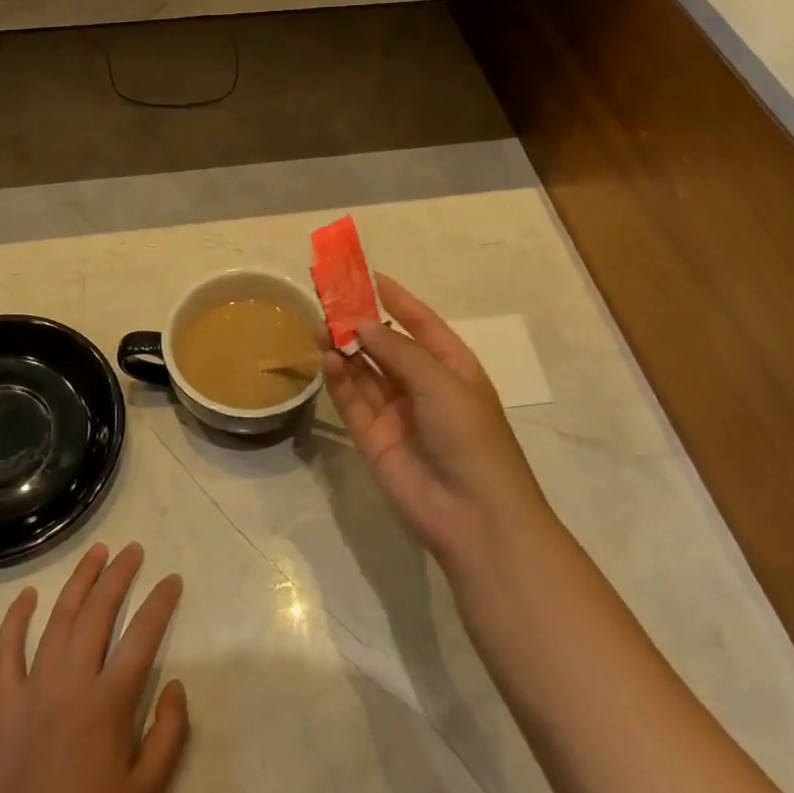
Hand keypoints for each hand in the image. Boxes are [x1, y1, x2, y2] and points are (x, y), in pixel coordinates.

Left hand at [0, 543, 189, 792]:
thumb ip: (169, 736)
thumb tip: (176, 685)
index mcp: (107, 704)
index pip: (141, 636)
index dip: (160, 603)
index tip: (172, 580)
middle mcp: (71, 683)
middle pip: (98, 613)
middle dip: (118, 575)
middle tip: (134, 550)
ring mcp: (33, 689)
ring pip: (58, 620)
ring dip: (80, 582)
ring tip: (96, 552)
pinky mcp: (3, 704)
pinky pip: (7, 651)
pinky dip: (16, 619)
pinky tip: (27, 595)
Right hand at [322, 274, 555, 571]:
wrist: (474, 516)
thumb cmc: (471, 438)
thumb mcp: (441, 383)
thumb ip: (398, 350)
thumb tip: (361, 323)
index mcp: (452, 367)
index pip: (421, 323)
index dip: (396, 298)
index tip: (368, 275)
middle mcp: (423, 385)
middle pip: (386, 345)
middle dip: (360, 322)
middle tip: (327, 299)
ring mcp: (397, 412)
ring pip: (365, 371)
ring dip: (344, 348)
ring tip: (319, 326)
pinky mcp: (373, 438)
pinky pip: (353, 401)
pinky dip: (339, 379)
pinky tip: (327, 358)